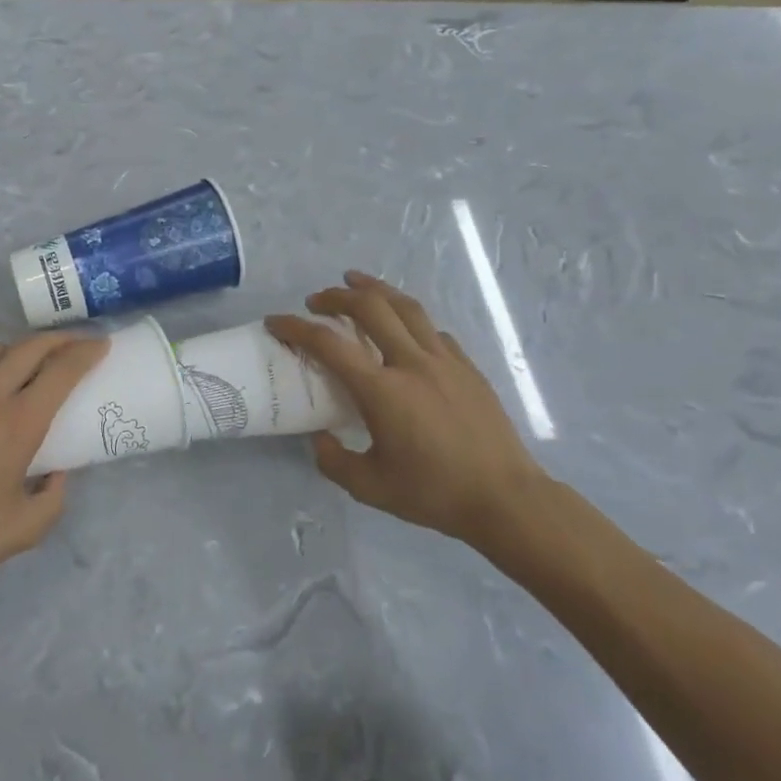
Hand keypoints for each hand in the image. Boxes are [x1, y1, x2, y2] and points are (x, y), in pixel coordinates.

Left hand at [0, 333, 107, 597]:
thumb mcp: (27, 528)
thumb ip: (54, 496)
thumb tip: (57, 473)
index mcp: (18, 423)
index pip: (61, 370)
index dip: (86, 352)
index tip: (100, 345)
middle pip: (28, 347)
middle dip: (57, 340)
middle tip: (73, 346)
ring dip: (17, 351)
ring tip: (27, 363)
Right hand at [268, 271, 575, 584]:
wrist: (504, 498)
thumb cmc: (434, 493)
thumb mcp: (370, 488)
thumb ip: (334, 461)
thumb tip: (320, 439)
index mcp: (383, 391)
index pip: (329, 344)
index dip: (297, 328)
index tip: (276, 321)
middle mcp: (412, 363)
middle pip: (370, 308)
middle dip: (337, 296)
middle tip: (317, 300)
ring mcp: (444, 360)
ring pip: (406, 307)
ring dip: (376, 289)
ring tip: (356, 282)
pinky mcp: (467, 366)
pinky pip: (432, 330)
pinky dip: (408, 318)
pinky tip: (403, 328)